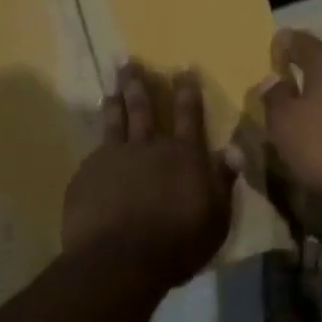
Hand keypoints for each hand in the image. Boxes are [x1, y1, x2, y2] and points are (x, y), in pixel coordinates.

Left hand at [62, 61, 239, 293]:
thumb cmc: (177, 243)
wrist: (120, 260)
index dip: (187, 91)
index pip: (189, 115)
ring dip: (115, 99)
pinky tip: (94, 140)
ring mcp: (114, 158)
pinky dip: (98, 141)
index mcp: (183, 156)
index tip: (183, 68)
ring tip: (112, 83)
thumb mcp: (216, 217)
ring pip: (115, 121)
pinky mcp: (87, 175)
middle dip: (139, 84)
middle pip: (144, 109)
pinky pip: (94, 151)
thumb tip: (234, 148)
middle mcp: (149, 147)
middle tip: (128, 61)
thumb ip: (223, 181)